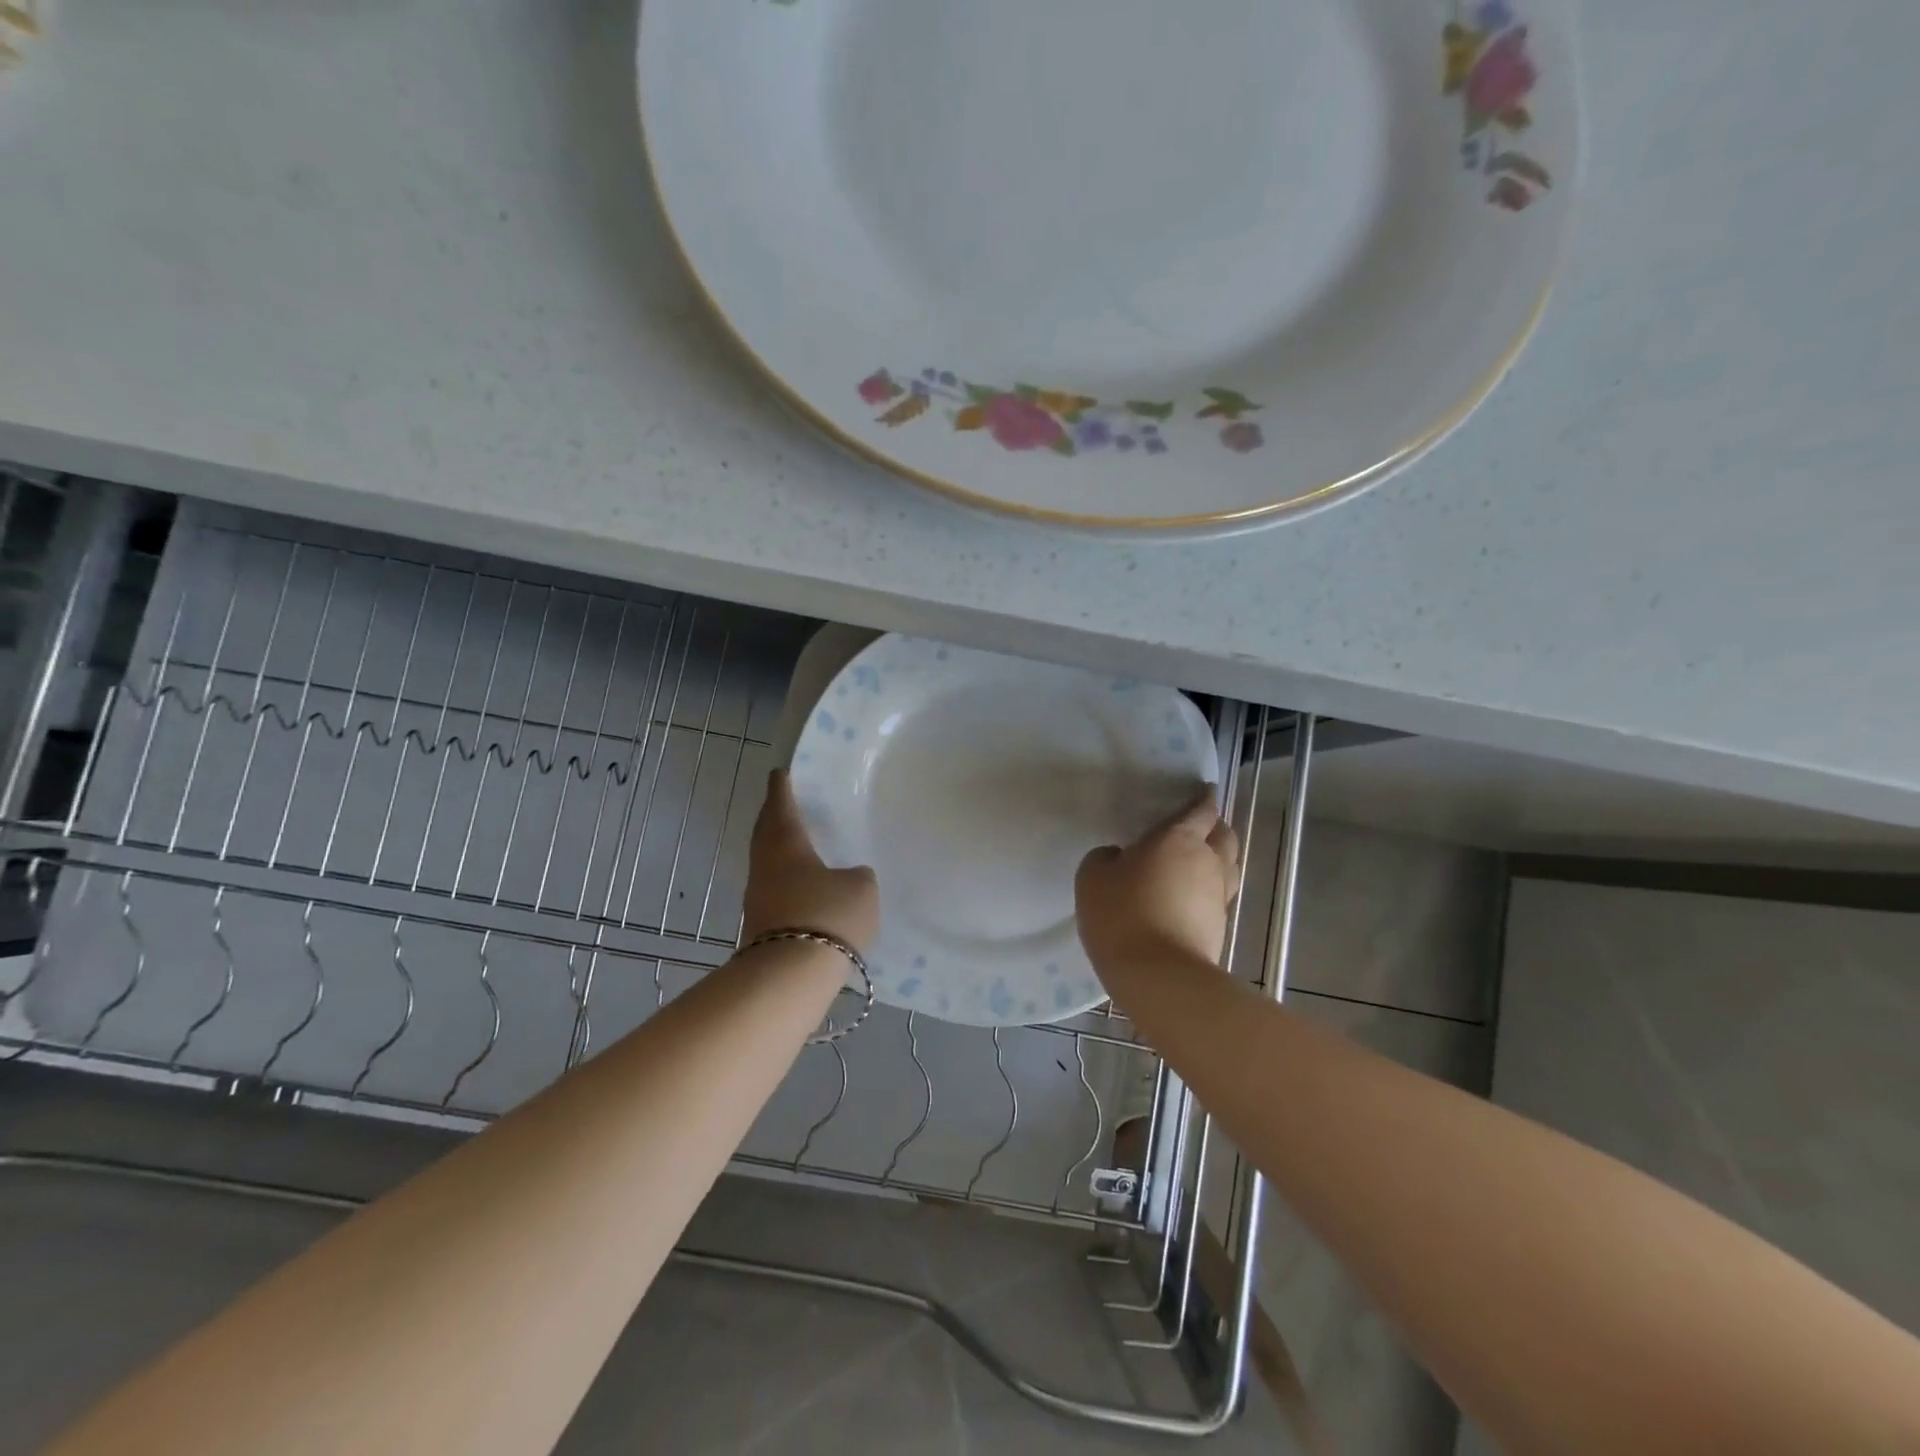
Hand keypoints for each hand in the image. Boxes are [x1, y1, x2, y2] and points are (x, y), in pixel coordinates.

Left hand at [740, 770, 879, 953]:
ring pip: (768, 862)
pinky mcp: (761, 926)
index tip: (781, 772)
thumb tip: (847, 879)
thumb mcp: (861, 888)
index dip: (783, 786)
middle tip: (787, 803)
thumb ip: (856, 876)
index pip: (781, 804)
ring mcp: (758, 897)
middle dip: (775, 815)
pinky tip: (805, 888)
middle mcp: (765, 864)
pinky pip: (775, 891)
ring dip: (780, 850)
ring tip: (801, 845)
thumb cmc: (827, 914)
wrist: (790, 975)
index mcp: (786, 843)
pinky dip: (787, 882)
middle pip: (767, 831)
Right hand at [1075, 788, 1239, 971]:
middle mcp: (1208, 861)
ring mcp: (1218, 897)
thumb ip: (1105, 858)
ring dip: (1217, 860)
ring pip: (1228, 867)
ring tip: (1196, 862)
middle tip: (1200, 826)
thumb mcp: (1093, 878)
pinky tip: (1187, 899)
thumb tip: (1118, 858)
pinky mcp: (1219, 928)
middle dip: (1216, 827)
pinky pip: (1218, 897)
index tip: (1205, 790)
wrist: (1159, 976)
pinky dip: (1207, 891)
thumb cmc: (1122, 914)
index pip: (1201, 809)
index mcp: (1179, 838)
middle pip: (1225, 836)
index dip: (1203, 798)